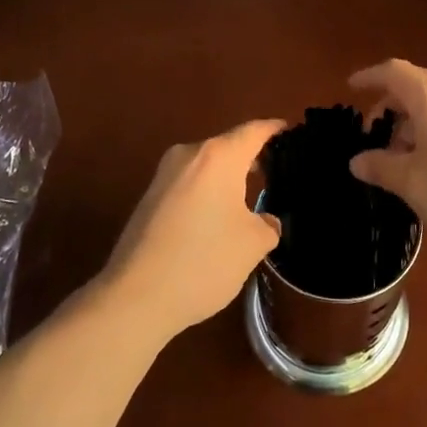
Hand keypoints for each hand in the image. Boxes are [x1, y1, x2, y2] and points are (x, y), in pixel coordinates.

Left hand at [97, 118, 285, 343]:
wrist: (135, 296)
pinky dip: (206, 194)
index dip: (274, 130)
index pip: (253, 131)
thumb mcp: (252, 245)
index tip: (290, 131)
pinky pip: (188, 185)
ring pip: (205, 168)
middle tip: (276, 172)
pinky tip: (216, 220)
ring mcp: (163, 176)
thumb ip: (267, 225)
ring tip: (248, 199)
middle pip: (227, 147)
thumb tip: (265, 221)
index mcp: (218, 156)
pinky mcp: (148, 199)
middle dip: (250, 158)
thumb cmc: (204, 260)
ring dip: (226, 179)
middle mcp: (188, 155)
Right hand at [348, 60, 426, 276]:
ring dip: (417, 118)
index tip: (351, 88)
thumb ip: (382, 166)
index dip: (370, 77)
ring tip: (404, 156)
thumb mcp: (414, 186)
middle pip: (420, 84)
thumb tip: (358, 161)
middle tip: (375, 137)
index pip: (396, 73)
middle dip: (393, 104)